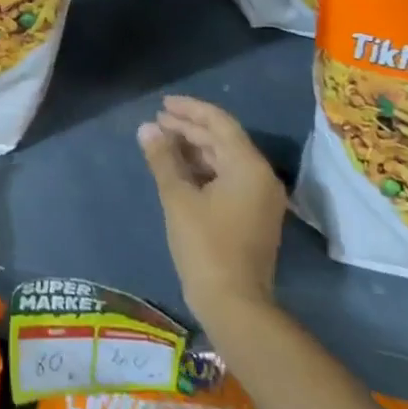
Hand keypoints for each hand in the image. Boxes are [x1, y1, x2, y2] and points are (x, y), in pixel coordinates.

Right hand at [137, 96, 286, 331]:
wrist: (234, 305)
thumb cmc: (205, 246)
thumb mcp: (178, 198)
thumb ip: (163, 159)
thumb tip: (147, 128)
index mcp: (248, 166)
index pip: (219, 123)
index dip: (190, 110)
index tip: (163, 104)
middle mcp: (261, 176)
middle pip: (223, 140)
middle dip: (189, 129)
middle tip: (157, 122)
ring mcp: (260, 198)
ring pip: (225, 160)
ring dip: (195, 149)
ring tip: (162, 142)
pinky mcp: (254, 215)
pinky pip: (228, 178)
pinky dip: (204, 170)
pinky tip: (179, 170)